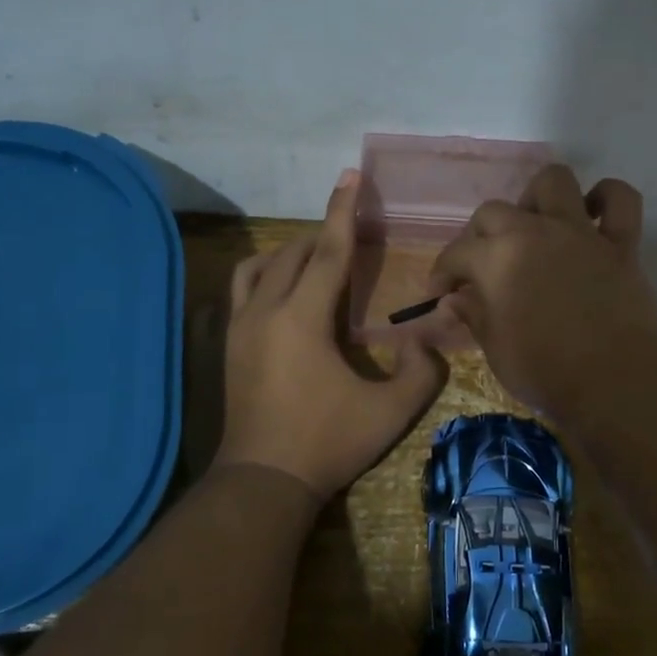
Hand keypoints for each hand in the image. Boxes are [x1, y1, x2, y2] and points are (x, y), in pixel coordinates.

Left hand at [215, 171, 445, 498]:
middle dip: (322, 236)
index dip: (342, 212)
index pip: (327, 252)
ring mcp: (240, 327)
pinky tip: (283, 294)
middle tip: (350, 235)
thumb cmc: (327, 442)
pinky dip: (265, 276)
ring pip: (260, 268)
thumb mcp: (389, 412)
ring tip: (315, 261)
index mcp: (302, 318)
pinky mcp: (230, 345)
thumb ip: (420, 373)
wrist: (264, 480)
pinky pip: (244, 291)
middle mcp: (265, 311)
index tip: (350, 175)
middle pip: (292, 254)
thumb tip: (427, 344)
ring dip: (289, 254)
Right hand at [428, 165, 656, 425]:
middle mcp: (534, 232)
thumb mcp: (496, 350)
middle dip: (479, 236)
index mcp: (497, 259)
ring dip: (537, 198)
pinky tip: (594, 216)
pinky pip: (620, 200)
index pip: (456, 253)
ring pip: (553, 181)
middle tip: (483, 266)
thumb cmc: (547, 373)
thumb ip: (474, 316)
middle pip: (493, 212)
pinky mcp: (620, 244)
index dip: (442, 273)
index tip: (441, 294)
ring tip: (534, 226)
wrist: (617, 384)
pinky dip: (606, 199)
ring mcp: (580, 233)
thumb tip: (456, 299)